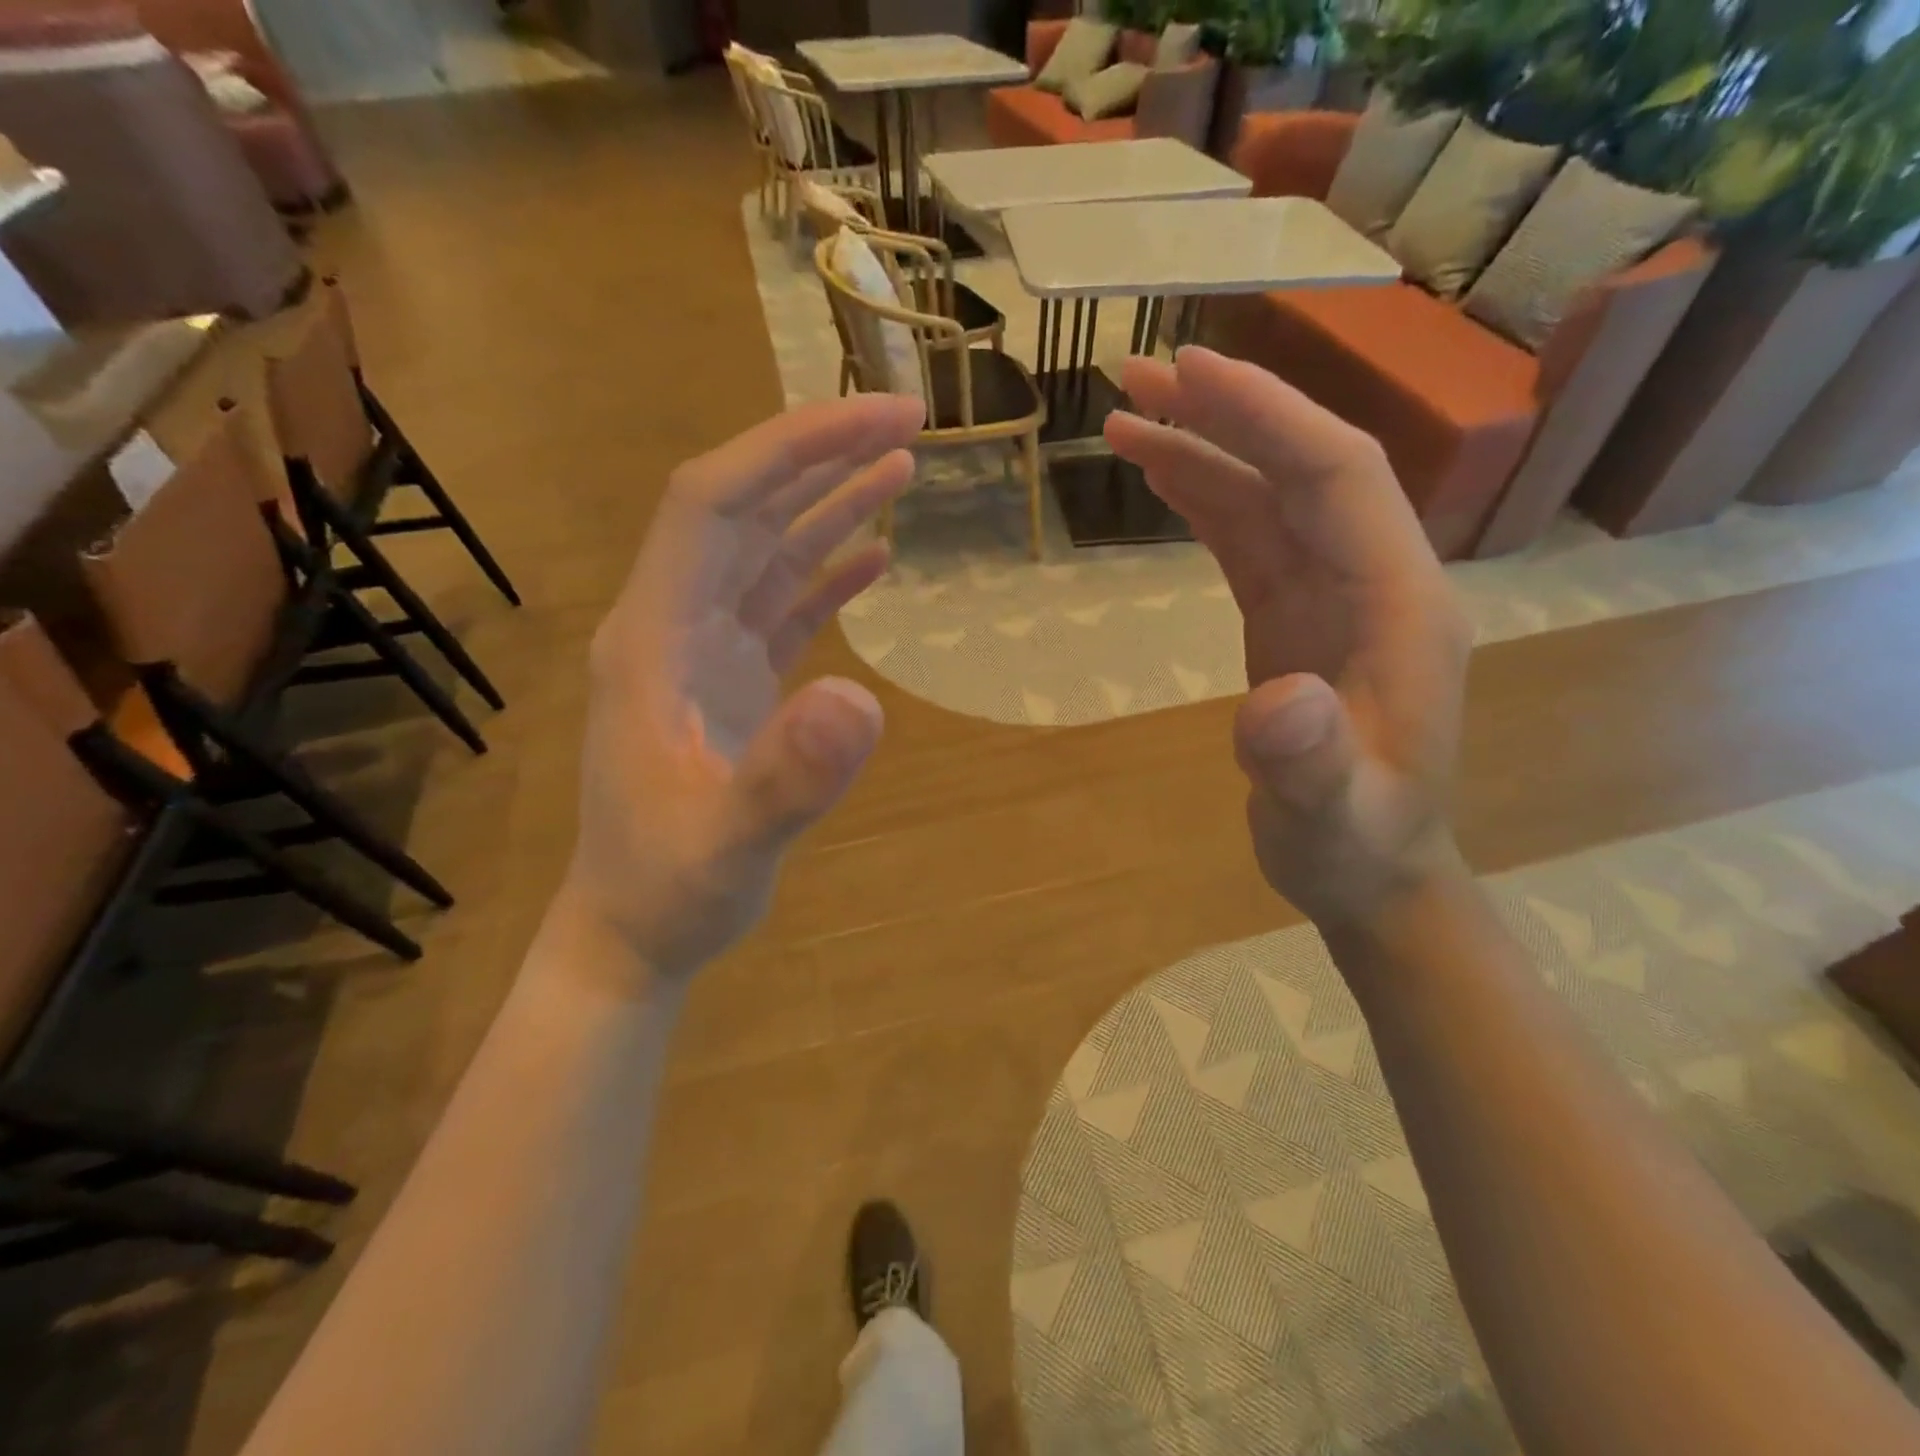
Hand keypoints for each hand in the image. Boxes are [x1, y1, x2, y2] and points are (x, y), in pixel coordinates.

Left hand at [565, 395, 924, 981]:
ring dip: (828, 505)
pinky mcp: (731, 683)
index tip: (873, 421)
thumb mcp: (729, 846)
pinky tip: (874, 557)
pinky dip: (827, 574)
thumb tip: (862, 701)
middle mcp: (673, 626)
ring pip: (766, 553)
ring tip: (900, 468)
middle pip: (743, 511)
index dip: (788, 450)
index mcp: (653, 638)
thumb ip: (787, 778)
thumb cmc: (668, 889)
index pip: (712, 504)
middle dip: (820, 457)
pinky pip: (782, 607)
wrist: (635, 930)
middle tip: (906, 422)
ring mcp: (703, 653)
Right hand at [1106, 348, 1470, 927]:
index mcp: (1399, 605)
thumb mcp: (1332, 818)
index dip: (1267, 416)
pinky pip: (1249, 537)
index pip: (1335, 477)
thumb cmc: (1357, 847)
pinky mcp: (1295, 615)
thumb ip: (1311, 763)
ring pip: (1268, 495)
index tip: (1191, 371)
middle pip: (1300, 466)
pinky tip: (1161, 478)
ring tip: (1126, 417)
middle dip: (1225, 412)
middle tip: (1137, 376)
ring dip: (1203, 449)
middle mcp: (1372, 579)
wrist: (1370, 871)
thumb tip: (1276, 699)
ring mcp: (1332, 595)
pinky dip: (1204, 499)